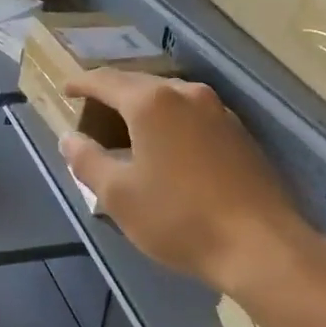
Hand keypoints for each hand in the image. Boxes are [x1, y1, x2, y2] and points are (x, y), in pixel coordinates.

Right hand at [60, 69, 325, 295]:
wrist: (260, 245)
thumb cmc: (179, 218)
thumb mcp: (119, 195)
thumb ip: (87, 161)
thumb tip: (68, 139)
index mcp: (152, 102)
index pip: (106, 81)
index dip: (81, 83)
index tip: (65, 89)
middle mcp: (187, 94)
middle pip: (140, 84)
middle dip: (112, 94)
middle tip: (91, 111)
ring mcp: (219, 111)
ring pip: (169, 98)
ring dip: (143, 107)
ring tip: (125, 127)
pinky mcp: (239, 133)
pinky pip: (192, 115)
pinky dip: (169, 122)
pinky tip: (165, 146)